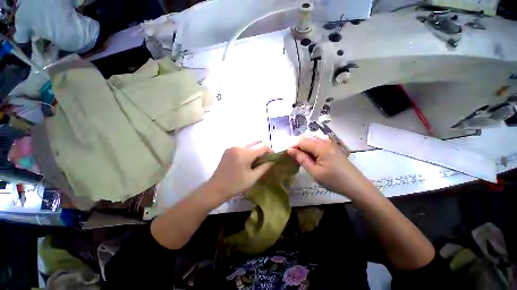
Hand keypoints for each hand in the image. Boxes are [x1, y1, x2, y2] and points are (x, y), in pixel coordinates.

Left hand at [206, 141, 273, 202]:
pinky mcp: (228, 150)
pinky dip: (247, 153)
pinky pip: (242, 149)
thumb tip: (273, 160)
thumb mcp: (253, 177)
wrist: (216, 188)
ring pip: (249, 147)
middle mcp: (238, 147)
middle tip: (266, 161)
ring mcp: (232, 148)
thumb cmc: (236, 185)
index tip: (274, 158)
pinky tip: (248, 161)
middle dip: (262, 152)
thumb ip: (265, 167)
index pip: (262, 148)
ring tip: (257, 162)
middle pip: (255, 146)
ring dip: (255, 152)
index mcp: (244, 153)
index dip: (270, 152)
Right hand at [287, 136, 374, 199]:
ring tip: (304, 160)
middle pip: (307, 139)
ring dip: (305, 148)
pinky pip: (318, 144)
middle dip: (298, 147)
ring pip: (312, 141)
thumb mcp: (315, 172)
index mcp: (321, 146)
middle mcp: (325, 141)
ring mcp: (330, 144)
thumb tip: (289, 150)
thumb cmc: (334, 180)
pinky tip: (312, 159)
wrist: (356, 186)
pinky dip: (312, 149)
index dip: (293, 147)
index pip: (301, 141)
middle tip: (296, 159)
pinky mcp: (333, 148)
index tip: (288, 156)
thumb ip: (301, 159)